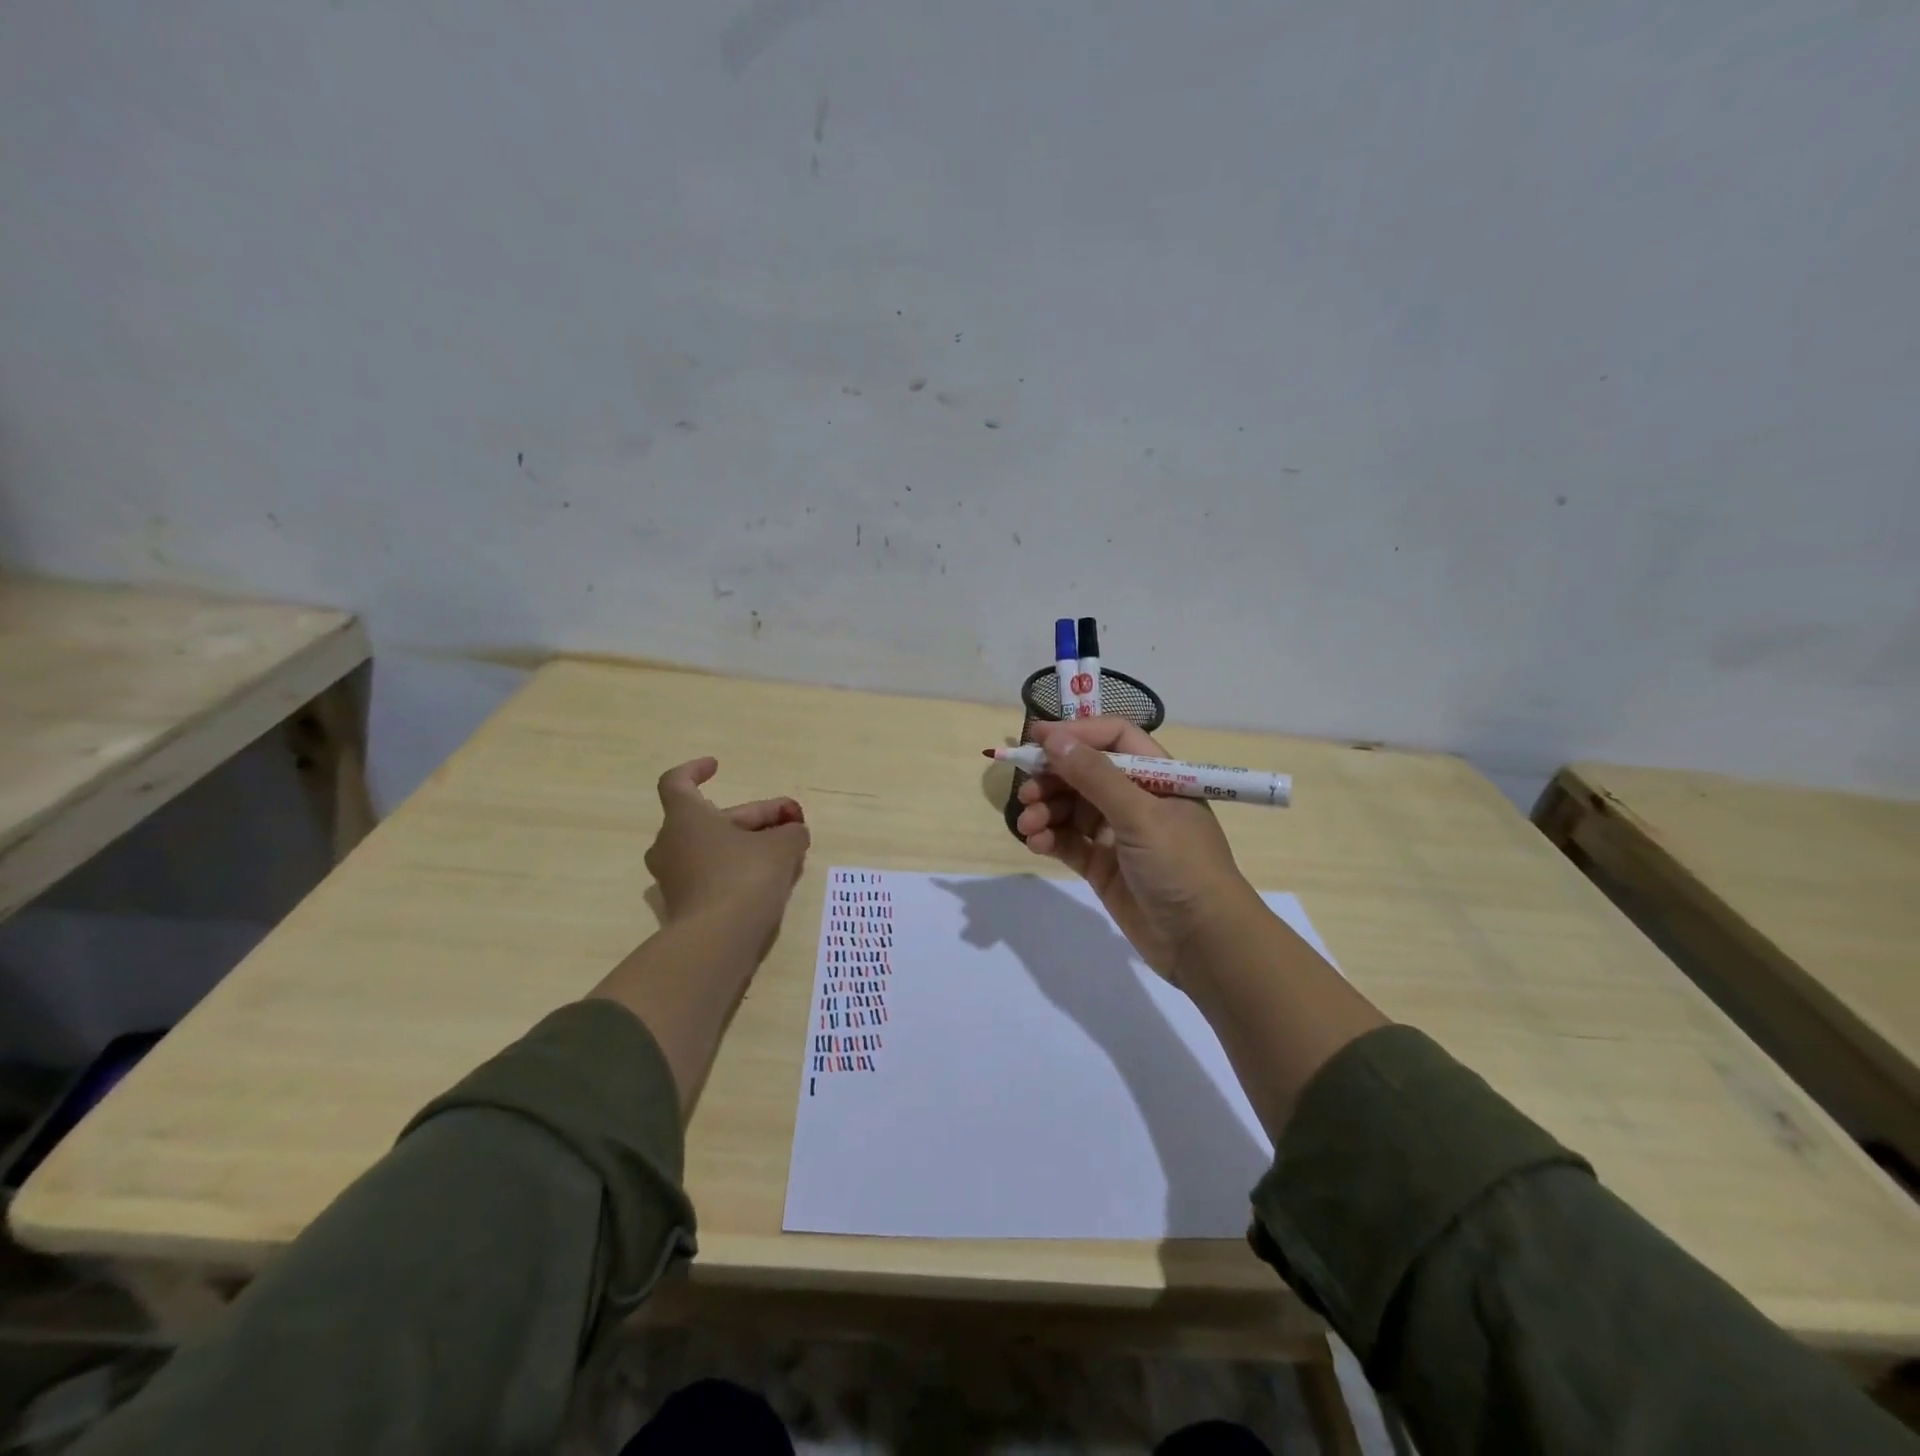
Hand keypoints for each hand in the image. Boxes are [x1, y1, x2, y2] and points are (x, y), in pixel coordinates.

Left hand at [647, 758, 810, 939]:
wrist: (716, 942)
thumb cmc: (745, 878)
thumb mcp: (781, 847)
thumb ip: (790, 832)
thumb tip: (794, 831)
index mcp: (685, 818)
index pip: (677, 782)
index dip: (695, 770)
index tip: (716, 766)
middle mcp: (671, 843)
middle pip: (712, 818)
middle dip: (753, 816)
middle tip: (790, 820)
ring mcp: (674, 877)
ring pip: (712, 847)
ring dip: (745, 843)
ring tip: (784, 850)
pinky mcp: (683, 905)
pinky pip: (711, 874)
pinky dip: (736, 869)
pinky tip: (769, 878)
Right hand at [1014, 718, 1259, 983]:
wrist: (1204, 943)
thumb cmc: (1180, 866)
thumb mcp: (1140, 815)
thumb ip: (1094, 776)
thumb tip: (1054, 739)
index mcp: (1158, 776)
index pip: (1113, 738)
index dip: (1076, 734)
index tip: (1035, 738)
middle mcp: (1137, 799)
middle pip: (1085, 773)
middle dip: (1052, 778)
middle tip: (1025, 791)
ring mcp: (1119, 834)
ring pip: (1072, 808)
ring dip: (1046, 810)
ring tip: (1029, 825)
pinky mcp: (1104, 866)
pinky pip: (1070, 841)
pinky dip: (1051, 838)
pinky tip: (1036, 843)